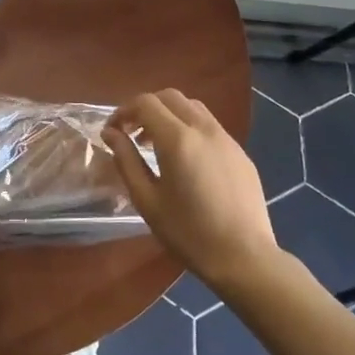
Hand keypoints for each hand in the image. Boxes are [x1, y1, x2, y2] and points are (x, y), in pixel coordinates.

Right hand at [104, 90, 279, 295]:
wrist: (244, 257)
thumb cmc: (188, 232)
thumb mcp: (147, 200)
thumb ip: (126, 160)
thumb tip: (110, 134)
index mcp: (178, 139)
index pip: (145, 103)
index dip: (123, 111)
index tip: (112, 131)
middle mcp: (203, 128)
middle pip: (170, 97)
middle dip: (146, 107)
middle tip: (131, 133)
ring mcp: (226, 138)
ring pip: (192, 107)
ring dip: (169, 114)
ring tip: (156, 143)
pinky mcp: (240, 151)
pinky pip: (210, 125)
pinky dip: (189, 127)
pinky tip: (185, 159)